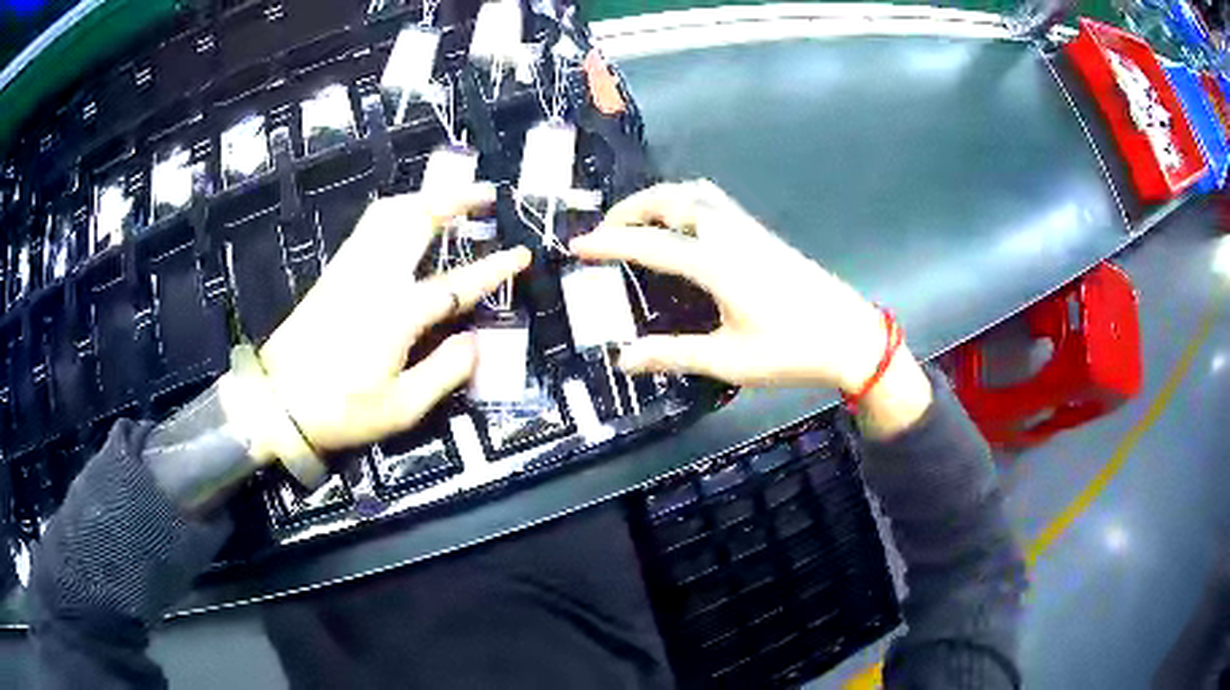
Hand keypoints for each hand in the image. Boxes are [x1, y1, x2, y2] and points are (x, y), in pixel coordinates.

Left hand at [253, 184, 530, 455]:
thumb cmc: (341, 410)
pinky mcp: (333, 272)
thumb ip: (445, 371)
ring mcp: (350, 269)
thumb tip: (474, 342)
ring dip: (424, 197)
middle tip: (484, 194)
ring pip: (389, 213)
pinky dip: (397, 211)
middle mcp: (374, 278)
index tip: (521, 254)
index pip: (457, 283)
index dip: (494, 268)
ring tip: (449, 199)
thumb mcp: (401, 407)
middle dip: (455, 200)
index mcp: (397, 313)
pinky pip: (370, 225)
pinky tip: (405, 220)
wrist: (276, 403)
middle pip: (418, 220)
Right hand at [570, 180, 931, 437]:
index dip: (609, 243)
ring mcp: (748, 229)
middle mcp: (729, 235)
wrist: (850, 336)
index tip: (577, 245)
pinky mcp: (762, 233)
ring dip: (660, 199)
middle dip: (632, 208)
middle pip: (672, 200)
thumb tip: (624, 359)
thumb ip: (673, 354)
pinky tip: (682, 228)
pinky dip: (685, 202)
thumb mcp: (728, 360)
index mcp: (716, 265)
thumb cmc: (791, 351)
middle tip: (606, 230)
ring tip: (639, 222)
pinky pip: (714, 202)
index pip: (650, 244)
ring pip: (696, 194)